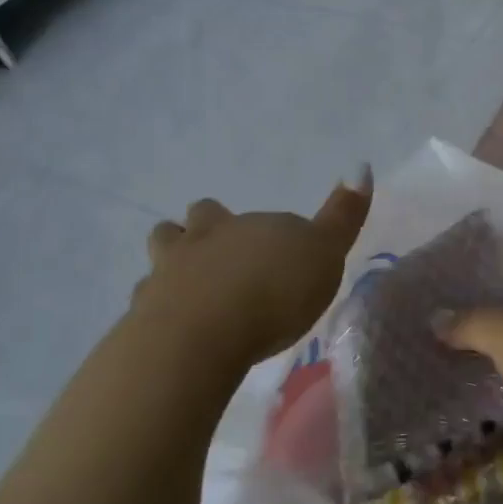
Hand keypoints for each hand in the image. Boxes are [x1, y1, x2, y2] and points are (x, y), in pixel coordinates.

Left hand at [136, 172, 372, 373]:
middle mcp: (197, 242)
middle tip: (214, 252)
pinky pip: (146, 309)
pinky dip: (158, 314)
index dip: (255, 228)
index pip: (244, 215)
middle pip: (190, 223)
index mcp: (238, 225)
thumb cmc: (272, 291)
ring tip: (188, 288)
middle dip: (198, 230)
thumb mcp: (323, 251)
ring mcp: (163, 278)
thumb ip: (342, 214)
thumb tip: (361, 165)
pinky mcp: (142, 322)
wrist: (199, 338)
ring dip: (172, 266)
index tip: (271, 248)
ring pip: (160, 258)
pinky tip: (175, 333)